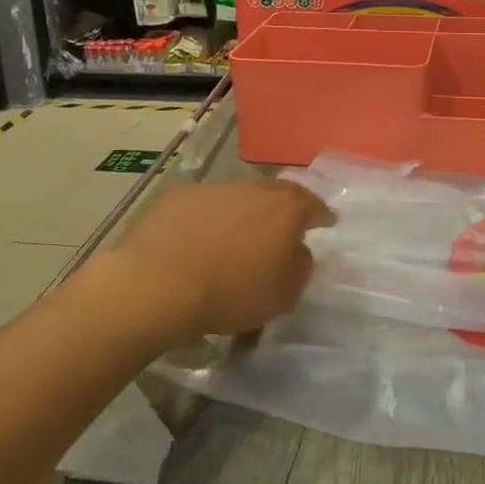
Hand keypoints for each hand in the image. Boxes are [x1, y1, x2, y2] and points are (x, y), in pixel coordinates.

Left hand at [109, 178, 332, 345]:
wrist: (158, 284)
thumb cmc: (231, 293)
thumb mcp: (283, 295)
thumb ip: (300, 268)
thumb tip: (297, 252)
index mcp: (286, 209)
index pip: (313, 204)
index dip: (321, 214)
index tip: (326, 222)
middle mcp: (253, 188)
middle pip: (277, 192)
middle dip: (285, 206)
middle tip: (284, 224)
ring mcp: (214, 188)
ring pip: (239, 195)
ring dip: (245, 210)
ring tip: (239, 234)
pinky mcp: (179, 196)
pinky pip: (205, 204)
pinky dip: (210, 217)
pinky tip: (200, 238)